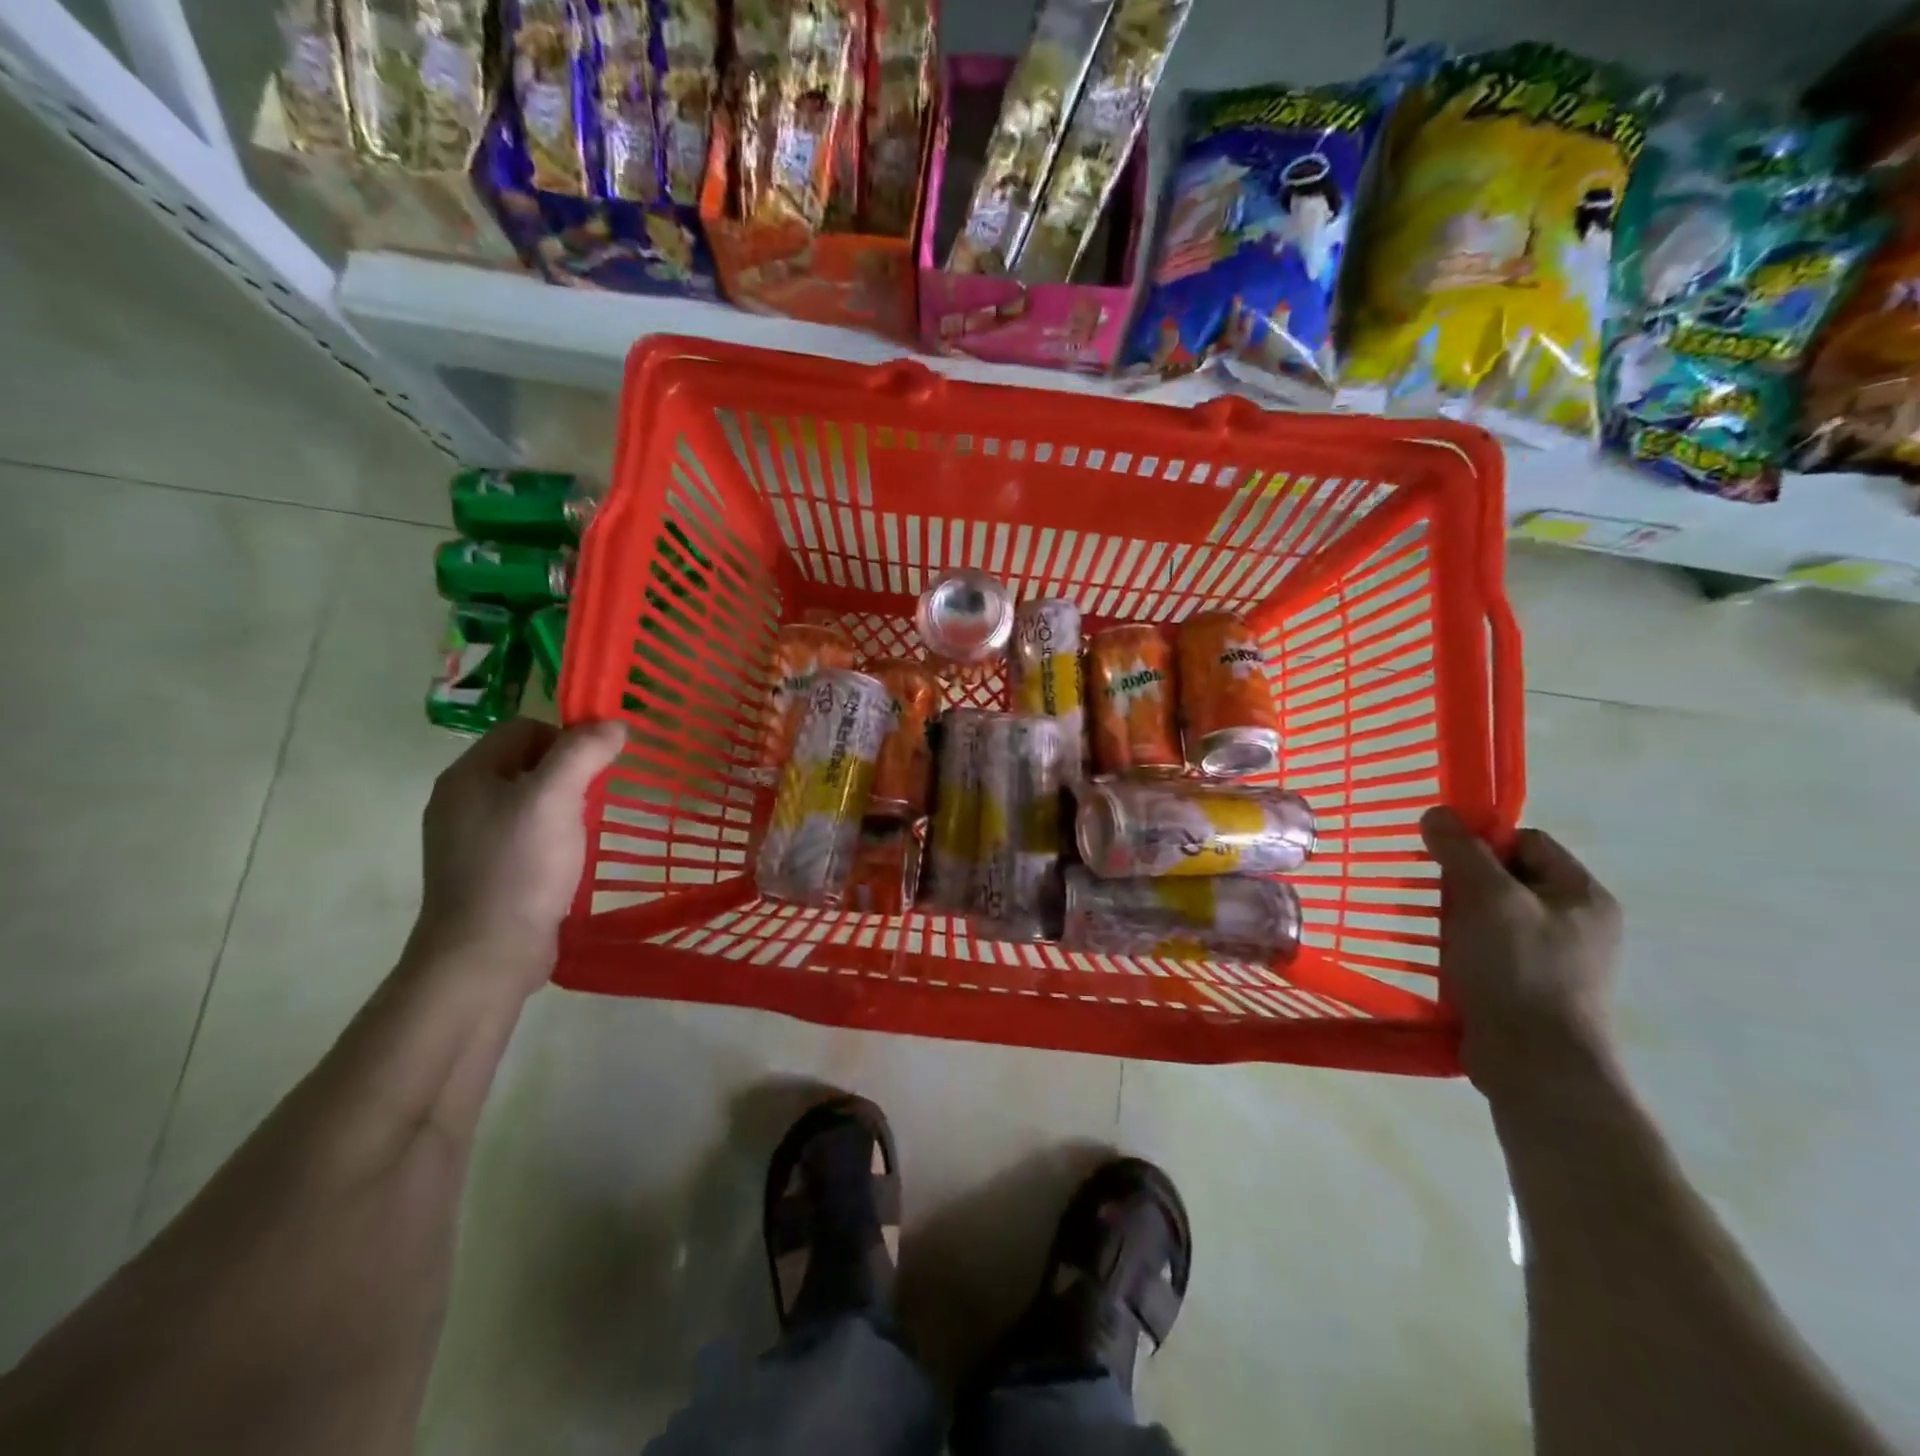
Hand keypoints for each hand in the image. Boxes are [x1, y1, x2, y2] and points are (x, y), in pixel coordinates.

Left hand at [411, 718, 625, 992]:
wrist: (486, 954)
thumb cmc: (520, 867)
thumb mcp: (556, 798)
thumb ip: (584, 752)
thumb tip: (614, 723)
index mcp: (468, 774)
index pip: (524, 728)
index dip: (566, 738)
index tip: (596, 769)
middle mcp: (461, 800)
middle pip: (526, 761)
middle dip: (568, 773)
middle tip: (593, 802)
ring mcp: (468, 838)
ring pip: (527, 799)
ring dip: (562, 807)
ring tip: (583, 832)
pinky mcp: (483, 870)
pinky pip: (523, 833)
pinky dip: (550, 837)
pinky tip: (566, 860)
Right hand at [1420, 807, 1623, 1103]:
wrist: (1536, 1066)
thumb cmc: (1518, 971)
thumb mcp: (1487, 899)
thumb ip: (1461, 851)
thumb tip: (1437, 813)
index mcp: (1582, 895)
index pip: (1527, 841)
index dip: (1483, 841)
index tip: (1444, 858)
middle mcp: (1577, 922)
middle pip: (1509, 876)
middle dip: (1465, 881)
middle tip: (1434, 896)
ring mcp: (1557, 959)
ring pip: (1495, 914)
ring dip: (1459, 916)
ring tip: (1432, 930)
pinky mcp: (1531, 988)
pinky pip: (1491, 949)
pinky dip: (1464, 947)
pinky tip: (1442, 960)